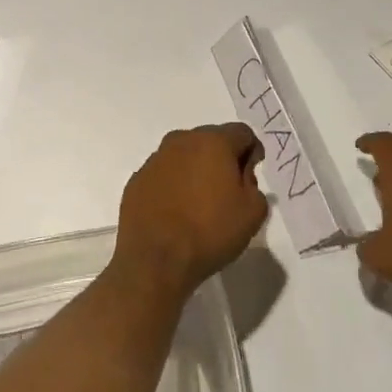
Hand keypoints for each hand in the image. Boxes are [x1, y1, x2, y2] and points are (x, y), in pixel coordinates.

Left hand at [116, 124, 268, 297]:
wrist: (155, 258)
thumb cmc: (210, 232)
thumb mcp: (253, 212)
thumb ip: (254, 185)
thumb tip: (240, 175)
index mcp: (213, 142)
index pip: (242, 133)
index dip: (252, 151)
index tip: (250, 175)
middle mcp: (181, 141)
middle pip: (211, 140)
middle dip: (222, 158)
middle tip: (228, 190)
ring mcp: (155, 159)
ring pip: (184, 156)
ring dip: (195, 170)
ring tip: (200, 203)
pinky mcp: (137, 179)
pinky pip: (164, 174)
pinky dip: (173, 185)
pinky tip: (176, 211)